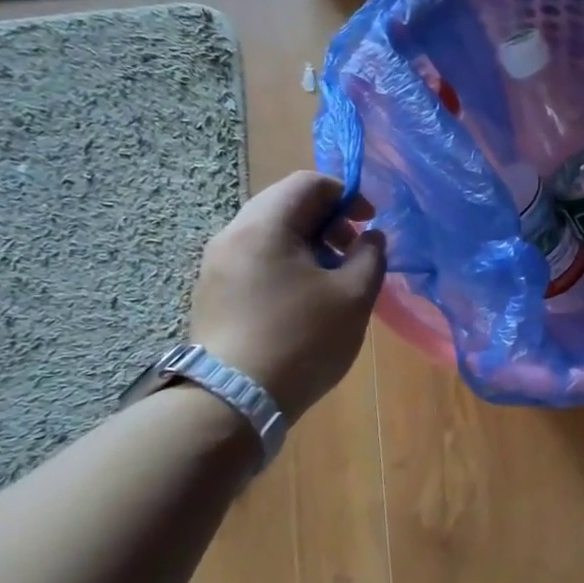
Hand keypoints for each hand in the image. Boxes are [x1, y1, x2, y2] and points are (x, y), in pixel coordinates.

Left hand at [187, 171, 385, 415]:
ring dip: (307, 244)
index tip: (370, 224)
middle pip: (285, 204)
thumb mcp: (354, 297)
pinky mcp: (212, 293)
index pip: (308, 183)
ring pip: (269, 234)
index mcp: (265, 226)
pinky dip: (285, 264)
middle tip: (353, 251)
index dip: (347, 195)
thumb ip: (370, 256)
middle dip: (327, 220)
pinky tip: (303, 300)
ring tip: (332, 280)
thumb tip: (371, 237)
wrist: (234, 399)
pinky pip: (255, 259)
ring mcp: (216, 266)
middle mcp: (232, 235)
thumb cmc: (302, 340)